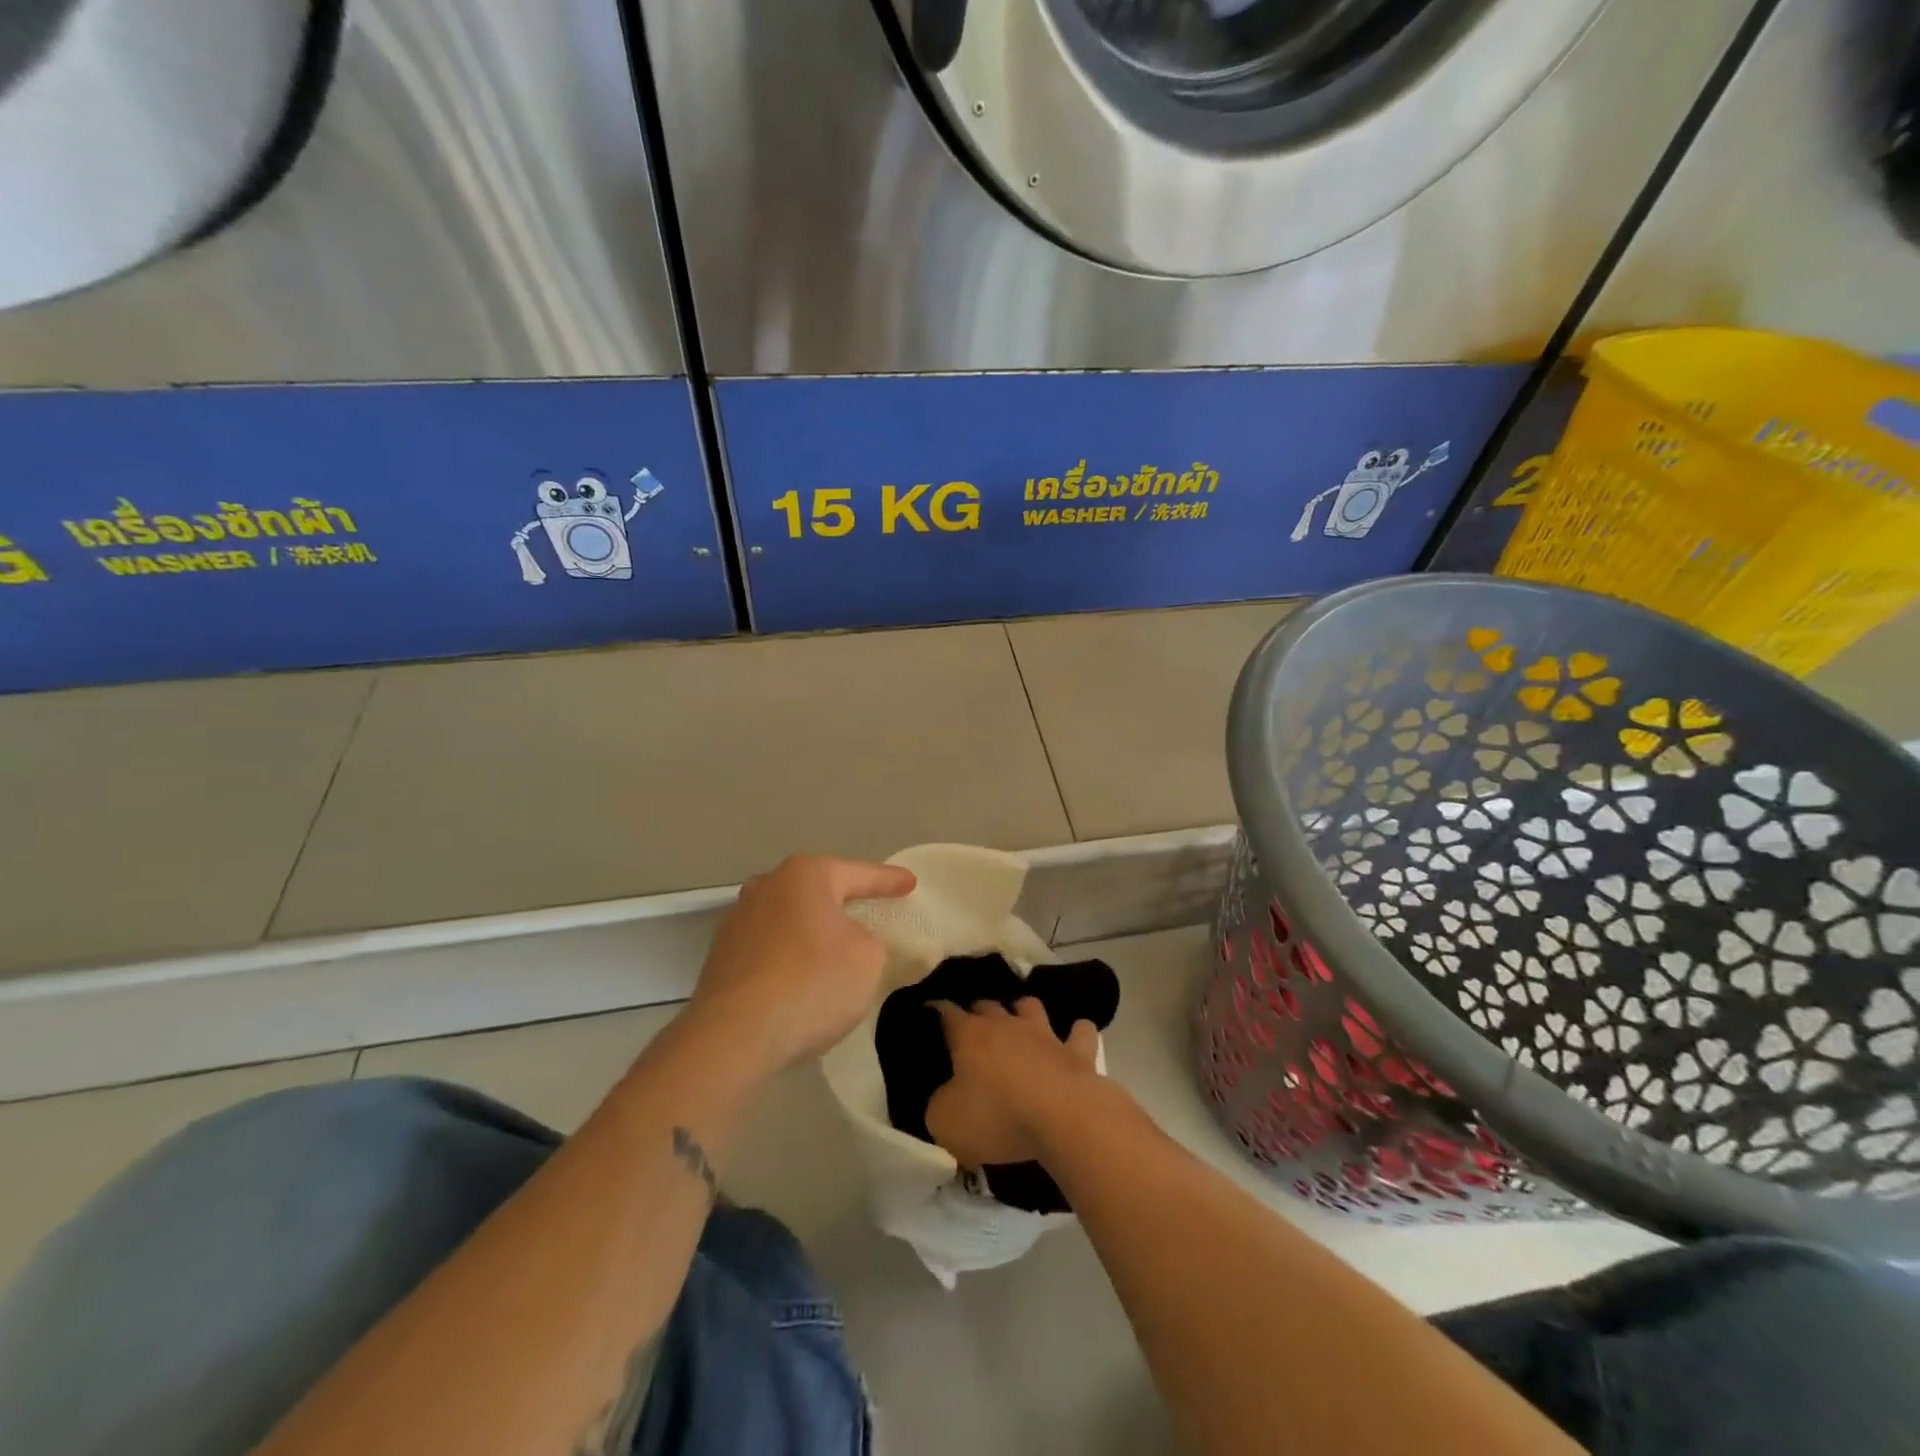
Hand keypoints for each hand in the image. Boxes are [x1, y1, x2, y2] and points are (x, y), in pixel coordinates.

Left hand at [688, 854, 915, 1074]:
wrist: (733, 1036)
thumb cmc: (812, 984)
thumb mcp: (869, 960)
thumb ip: (871, 941)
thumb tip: (852, 940)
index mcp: (806, 875)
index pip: (859, 874)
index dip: (889, 881)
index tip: (910, 883)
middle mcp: (768, 886)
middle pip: (818, 890)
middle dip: (843, 900)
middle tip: (870, 909)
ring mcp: (738, 920)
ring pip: (790, 918)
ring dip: (812, 930)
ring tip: (835, 948)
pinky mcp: (721, 957)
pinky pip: (770, 947)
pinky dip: (789, 956)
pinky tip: (801, 978)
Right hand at [925, 998, 1100, 1166]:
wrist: (1063, 1117)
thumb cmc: (998, 1117)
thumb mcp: (946, 1122)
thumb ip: (938, 1105)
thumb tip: (945, 1097)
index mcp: (969, 1035)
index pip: (946, 1012)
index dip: (936, 1012)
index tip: (929, 1014)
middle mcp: (1005, 1023)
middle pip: (987, 1004)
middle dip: (978, 1011)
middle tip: (973, 1028)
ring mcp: (1044, 1033)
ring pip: (1030, 1006)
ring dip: (1023, 1011)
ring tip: (1020, 1023)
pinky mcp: (1076, 1051)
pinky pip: (1080, 1031)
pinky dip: (1076, 1033)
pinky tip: (1073, 1039)